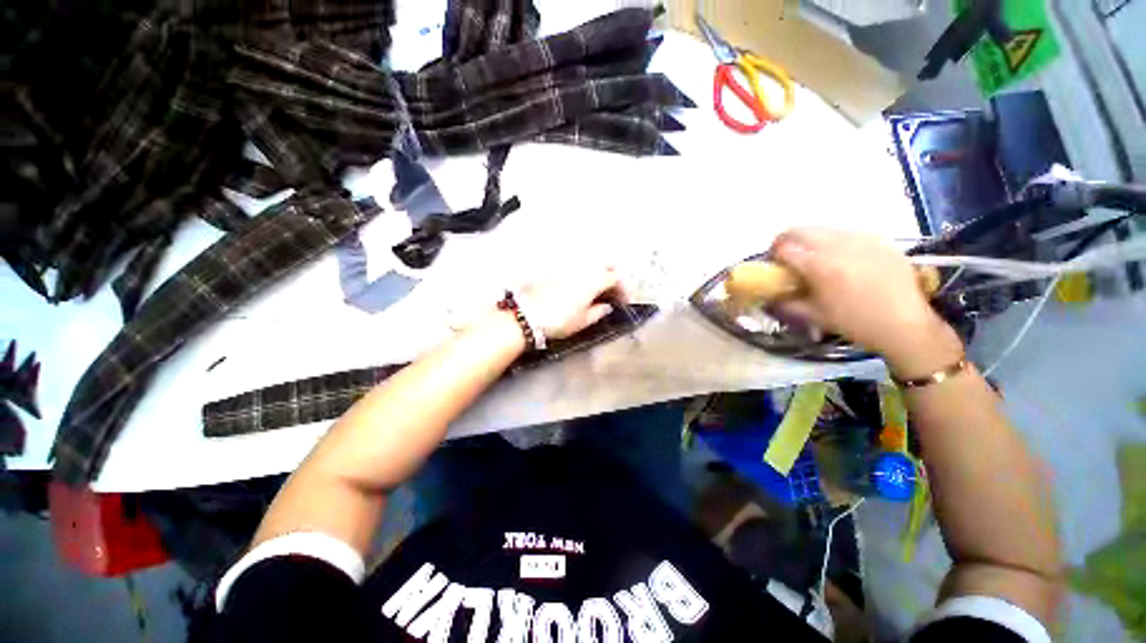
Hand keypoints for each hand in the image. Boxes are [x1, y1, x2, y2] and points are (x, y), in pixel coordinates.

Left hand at [516, 268, 627, 339]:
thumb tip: (607, 306)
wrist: (528, 315)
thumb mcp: (583, 321)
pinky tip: (582, 288)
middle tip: (614, 293)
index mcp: (594, 280)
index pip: (616, 278)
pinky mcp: (557, 270)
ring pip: (592, 265)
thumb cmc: (560, 320)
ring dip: (600, 275)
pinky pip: (578, 268)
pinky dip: (586, 275)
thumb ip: (599, 311)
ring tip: (599, 291)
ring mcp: (569, 267)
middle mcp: (583, 269)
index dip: (623, 289)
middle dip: (614, 277)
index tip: (624, 302)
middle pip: (606, 265)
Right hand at [770, 228, 962, 376]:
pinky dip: (835, 242)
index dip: (773, 255)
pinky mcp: (879, 240)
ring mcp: (862, 239)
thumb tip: (768, 296)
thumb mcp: (813, 316)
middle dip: (787, 241)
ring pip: (823, 229)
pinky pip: (847, 233)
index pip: (784, 247)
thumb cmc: (855, 323)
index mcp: (820, 265)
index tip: (773, 265)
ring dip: (811, 240)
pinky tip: (842, 259)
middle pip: (801, 230)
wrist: (905, 324)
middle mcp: (839, 245)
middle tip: (788, 257)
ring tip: (815, 259)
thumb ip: (785, 303)